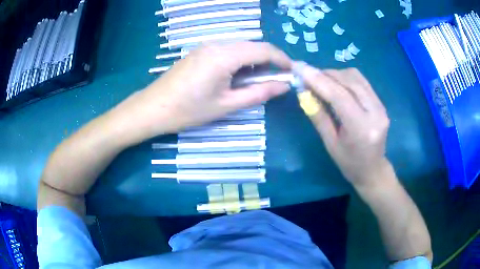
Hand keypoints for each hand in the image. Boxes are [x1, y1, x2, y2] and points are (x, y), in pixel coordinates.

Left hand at [112, 42, 291, 141]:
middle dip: (269, 61)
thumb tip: (284, 86)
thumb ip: (259, 93)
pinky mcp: (200, 51)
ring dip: (254, 62)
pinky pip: (228, 50)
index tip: (292, 73)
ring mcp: (207, 45)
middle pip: (253, 46)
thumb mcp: (227, 105)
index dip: (282, 60)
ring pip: (241, 48)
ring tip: (255, 83)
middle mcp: (217, 43)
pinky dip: (240, 61)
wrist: (153, 108)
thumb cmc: (189, 110)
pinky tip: (237, 77)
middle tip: (275, 81)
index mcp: (225, 55)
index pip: (264, 49)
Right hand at [294, 63, 390, 187]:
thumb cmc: (349, 163)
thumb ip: (318, 115)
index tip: (300, 69)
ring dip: (336, 74)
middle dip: (326, 74)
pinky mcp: (381, 103)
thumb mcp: (330, 143)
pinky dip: (345, 78)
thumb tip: (304, 92)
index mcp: (362, 129)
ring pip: (356, 77)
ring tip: (321, 80)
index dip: (319, 80)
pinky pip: (362, 82)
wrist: (373, 170)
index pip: (340, 96)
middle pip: (349, 81)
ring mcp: (381, 106)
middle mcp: (375, 113)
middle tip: (307, 75)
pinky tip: (336, 84)